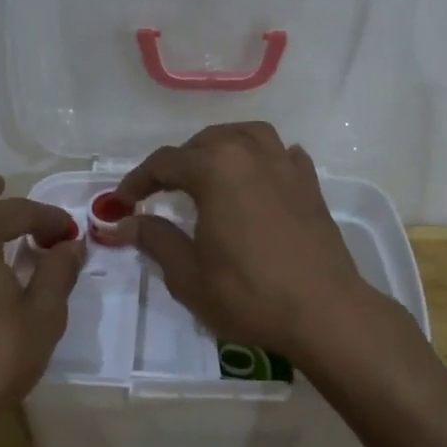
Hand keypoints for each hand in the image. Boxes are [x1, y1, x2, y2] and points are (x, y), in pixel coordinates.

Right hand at [111, 122, 386, 361]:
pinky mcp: (310, 184)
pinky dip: (263, 158)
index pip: (165, 162)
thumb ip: (155, 239)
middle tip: (160, 191)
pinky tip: (259, 176)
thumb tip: (123, 223)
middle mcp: (250, 153)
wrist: (324, 311)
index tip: (122, 202)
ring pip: (246, 135)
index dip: (138, 180)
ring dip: (221, 147)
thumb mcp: (188, 274)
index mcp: (215, 168)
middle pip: (205, 142)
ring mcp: (285, 165)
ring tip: (209, 171)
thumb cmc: (249, 294)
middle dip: (178, 162)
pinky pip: (282, 154)